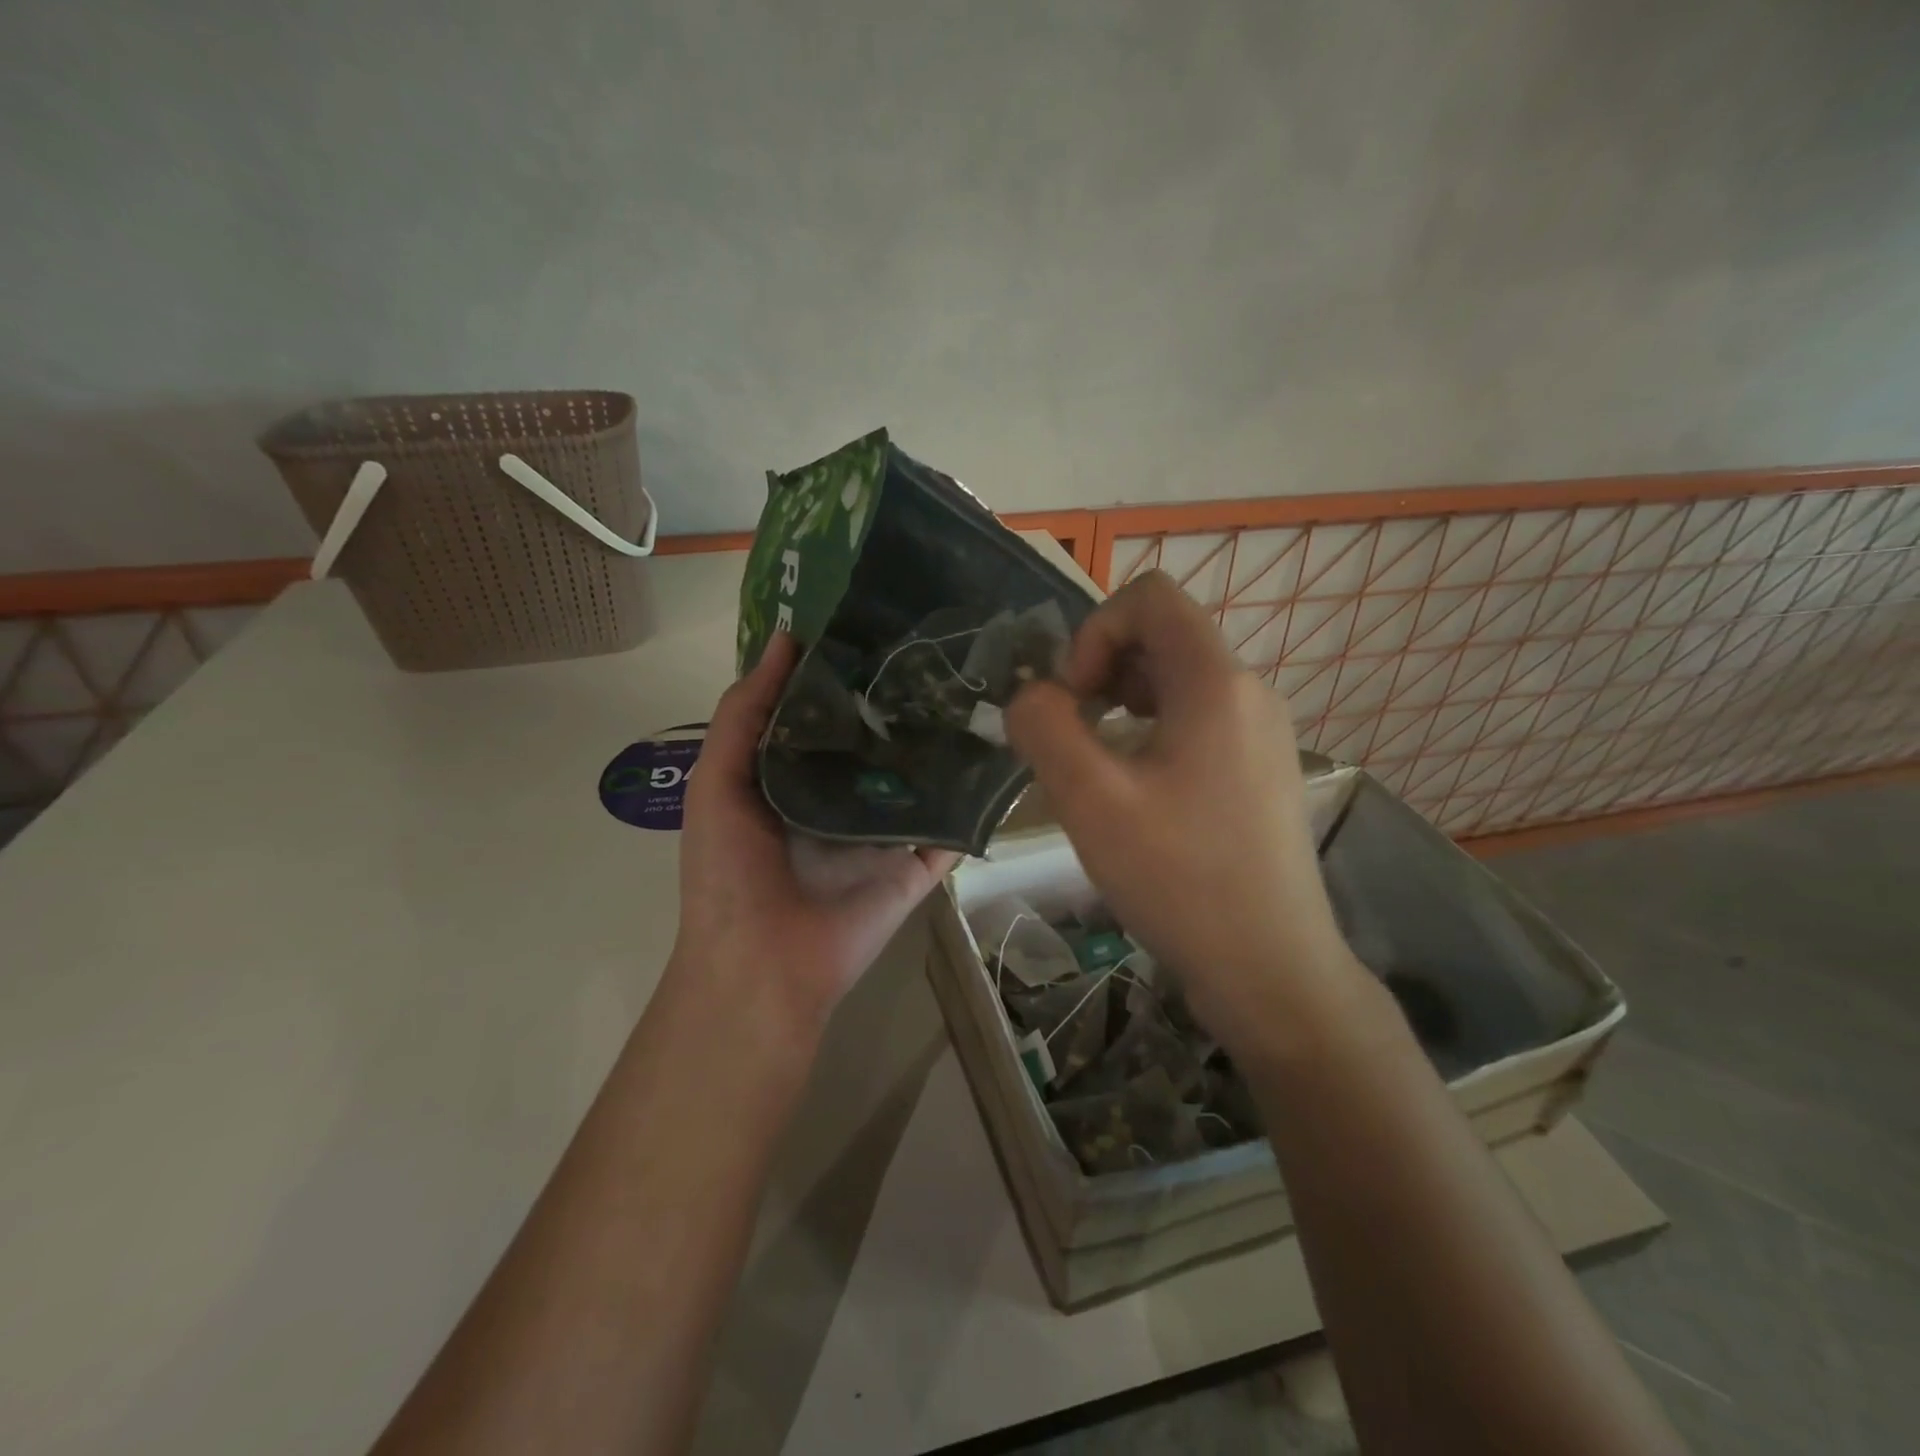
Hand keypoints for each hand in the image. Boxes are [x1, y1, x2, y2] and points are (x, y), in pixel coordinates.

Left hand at [671, 633, 959, 1035]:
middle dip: (901, 698)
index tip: (879, 621)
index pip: (827, 713)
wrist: (762, 965)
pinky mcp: (918, 864)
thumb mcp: (717, 782)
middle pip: (879, 739)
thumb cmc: (728, 872)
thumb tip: (784, 639)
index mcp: (794, 776)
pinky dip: (975, 799)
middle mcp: (843, 797)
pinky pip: (951, 826)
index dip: (845, 670)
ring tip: (981, 683)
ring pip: (921, 777)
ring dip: (944, 741)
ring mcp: (885, 831)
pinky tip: (1003, 752)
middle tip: (942, 644)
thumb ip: (744, 713)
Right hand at [1005, 572, 1358, 1046]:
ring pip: (1178, 680)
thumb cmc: (1180, 879)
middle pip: (1164, 635)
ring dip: (1124, 702)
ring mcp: (1263, 732)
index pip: (1150, 597)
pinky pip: (1198, 719)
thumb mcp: (1090, 800)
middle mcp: (1249, 692)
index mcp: (1215, 682)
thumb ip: (1044, 727)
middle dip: (1104, 669)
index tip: (1076, 698)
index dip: (1095, 631)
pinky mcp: (1262, 770)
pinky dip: (1153, 731)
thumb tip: (1033, 696)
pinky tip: (1136, 791)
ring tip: (1100, 765)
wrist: (1272, 969)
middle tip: (1077, 735)